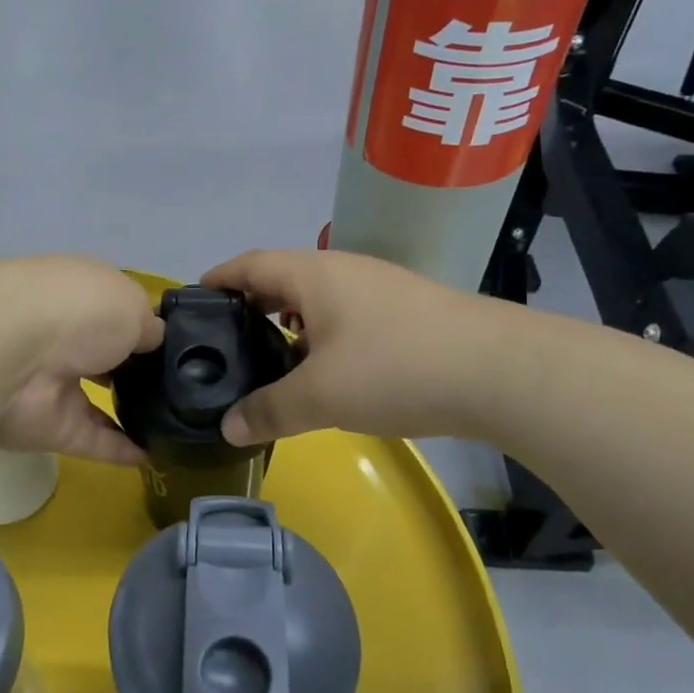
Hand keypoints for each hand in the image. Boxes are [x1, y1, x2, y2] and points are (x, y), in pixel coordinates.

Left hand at [0, 257, 162, 465]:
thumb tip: (156, 342)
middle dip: (136, 371)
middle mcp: (65, 336)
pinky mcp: (51, 428)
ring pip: (96, 401)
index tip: (180, 350)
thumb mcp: (131, 305)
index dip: (144, 329)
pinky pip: (93, 440)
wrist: (13, 353)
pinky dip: (122, 450)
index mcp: (81, 295)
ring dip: (129, 412)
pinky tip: (155, 456)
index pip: (115, 312)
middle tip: (184, 392)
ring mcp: (55, 384)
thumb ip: (149, 328)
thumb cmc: (79, 311)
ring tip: (175, 425)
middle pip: (105, 357)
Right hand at [201, 248, 524, 445]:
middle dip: (249, 304)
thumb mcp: (322, 396)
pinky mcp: (405, 311)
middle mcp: (343, 270)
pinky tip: (324, 367)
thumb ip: (269, 410)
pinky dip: (319, 333)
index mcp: (313, 274)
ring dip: (287, 320)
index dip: (218, 279)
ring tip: (268, 356)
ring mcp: (379, 288)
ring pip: (316, 297)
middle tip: (224, 338)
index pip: (249, 264)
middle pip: (281, 277)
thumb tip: (227, 428)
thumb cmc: (396, 368)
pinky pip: (344, 314)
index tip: (192, 301)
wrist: (500, 371)